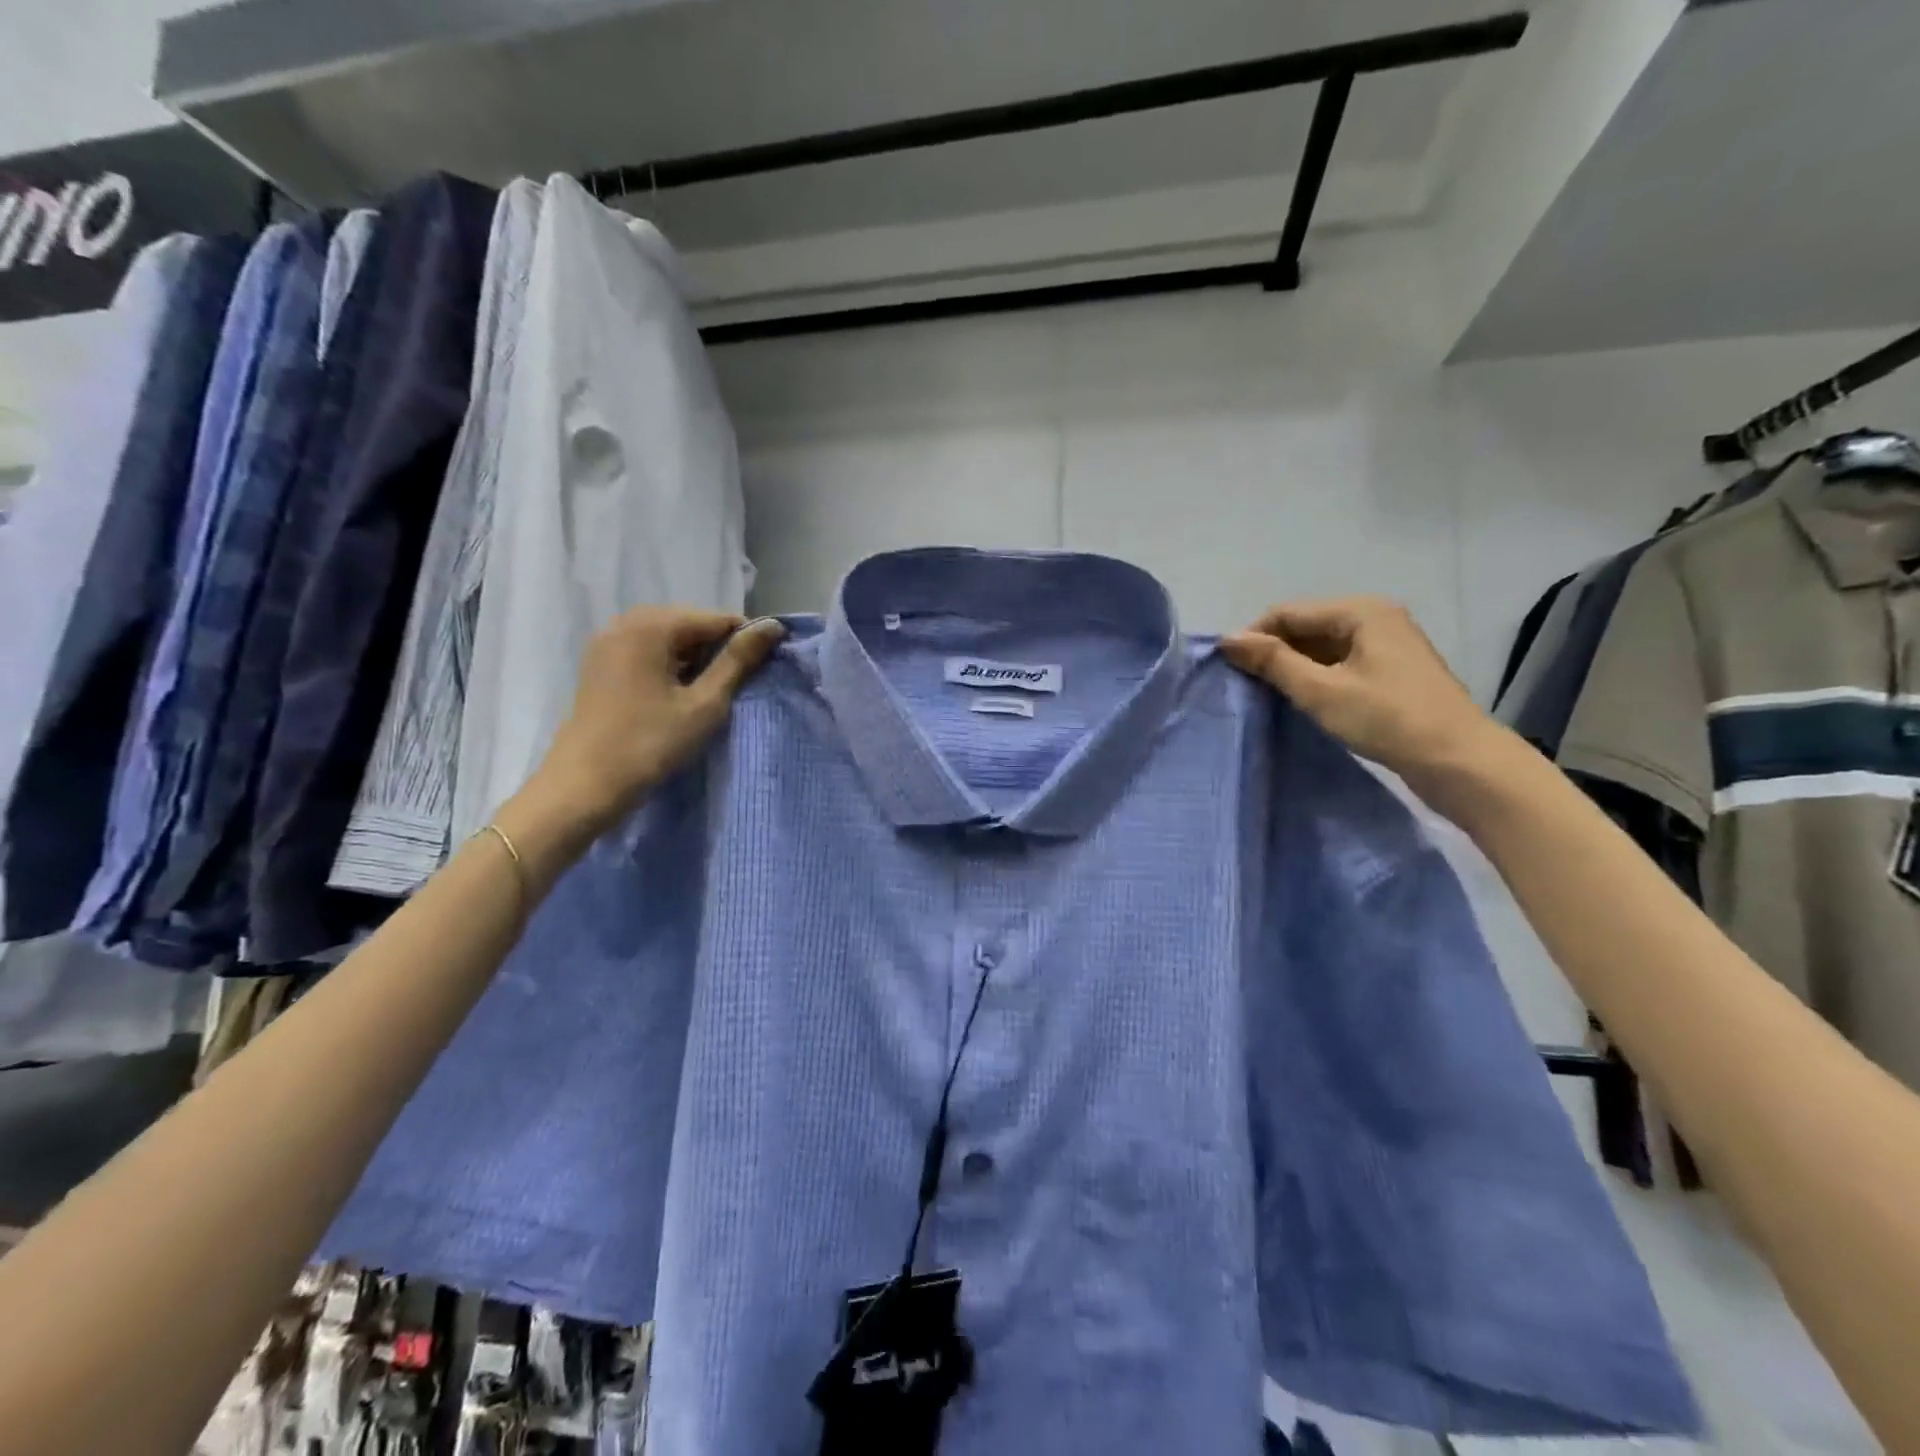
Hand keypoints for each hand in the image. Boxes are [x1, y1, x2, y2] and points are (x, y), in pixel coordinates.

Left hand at [529, 608, 784, 835]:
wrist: (584, 785)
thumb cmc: (650, 743)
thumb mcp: (704, 703)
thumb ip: (738, 661)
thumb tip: (773, 626)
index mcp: (652, 625)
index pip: (718, 619)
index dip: (746, 642)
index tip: (763, 671)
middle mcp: (626, 621)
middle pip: (691, 624)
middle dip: (719, 650)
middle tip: (736, 687)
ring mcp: (608, 641)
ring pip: (669, 638)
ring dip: (695, 659)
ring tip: (710, 693)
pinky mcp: (600, 662)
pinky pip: (647, 650)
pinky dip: (670, 665)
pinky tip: (679, 695)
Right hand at [1220, 597, 1511, 803]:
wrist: (1459, 761)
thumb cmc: (1387, 720)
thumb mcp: (1321, 691)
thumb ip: (1273, 662)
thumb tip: (1227, 639)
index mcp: (1360, 611)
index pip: (1287, 612)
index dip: (1254, 637)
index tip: (1229, 670)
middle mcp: (1374, 617)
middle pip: (1306, 625)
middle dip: (1274, 652)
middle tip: (1246, 686)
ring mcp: (1386, 643)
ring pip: (1321, 646)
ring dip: (1293, 666)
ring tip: (1269, 695)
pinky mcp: (1391, 670)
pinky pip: (1340, 662)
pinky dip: (1316, 676)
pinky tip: (1302, 700)